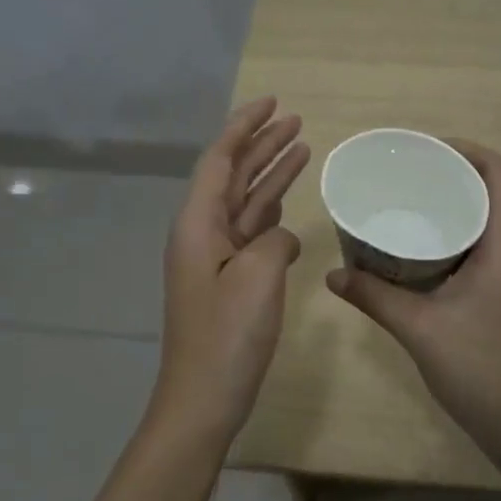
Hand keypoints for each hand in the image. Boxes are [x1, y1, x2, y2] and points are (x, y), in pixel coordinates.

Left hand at [154, 98, 309, 444]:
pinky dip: (273, 212)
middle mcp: (202, 232)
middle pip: (233, 174)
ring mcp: (215, 257)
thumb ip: (274, 240)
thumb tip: (281, 238)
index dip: (245, 126)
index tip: (273, 103)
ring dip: (271, 173)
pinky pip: (253, 232)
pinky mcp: (229, 279)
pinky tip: (292, 205)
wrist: (203, 397)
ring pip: (246, 201)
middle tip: (296, 119)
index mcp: (198, 223)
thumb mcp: (258, 276)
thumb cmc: (227, 335)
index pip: (220, 158)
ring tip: (302, 146)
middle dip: (262, 144)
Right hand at [324, 141, 500, 466]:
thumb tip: (331, 275)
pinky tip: (410, 252)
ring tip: (401, 206)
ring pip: (478, 223)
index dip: (467, 150)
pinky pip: (471, 250)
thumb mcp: (418, 329)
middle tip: (401, 177)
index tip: (425, 151)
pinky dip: (444, 240)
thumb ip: (374, 298)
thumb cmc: (480, 369)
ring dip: (445, 209)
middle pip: (486, 192)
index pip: (498, 174)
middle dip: (446, 176)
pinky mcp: (496, 296)